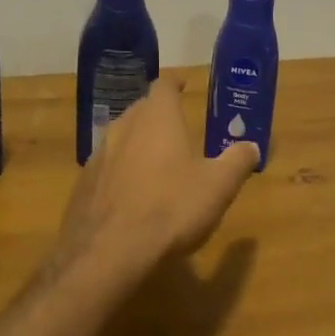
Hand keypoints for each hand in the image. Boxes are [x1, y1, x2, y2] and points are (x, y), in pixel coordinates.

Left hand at [52, 76, 258, 282]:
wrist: (108, 252)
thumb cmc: (171, 208)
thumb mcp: (218, 186)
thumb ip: (237, 161)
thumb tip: (252, 146)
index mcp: (157, 119)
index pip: (163, 86)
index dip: (174, 83)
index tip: (183, 84)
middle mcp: (124, 127)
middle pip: (140, 109)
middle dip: (156, 114)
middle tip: (175, 125)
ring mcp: (98, 155)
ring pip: (120, 137)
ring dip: (136, 142)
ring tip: (153, 159)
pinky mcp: (82, 185)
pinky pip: (105, 168)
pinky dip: (119, 172)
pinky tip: (129, 193)